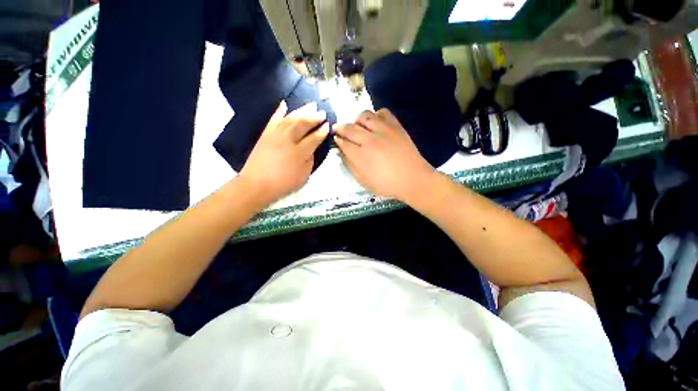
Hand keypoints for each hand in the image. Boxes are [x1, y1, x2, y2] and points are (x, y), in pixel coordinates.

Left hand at [239, 101, 328, 204]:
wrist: (257, 184)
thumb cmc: (283, 183)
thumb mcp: (304, 176)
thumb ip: (310, 160)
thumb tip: (311, 149)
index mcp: (300, 152)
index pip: (314, 138)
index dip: (322, 131)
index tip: (328, 125)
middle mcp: (288, 139)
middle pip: (303, 124)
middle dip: (314, 117)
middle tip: (322, 112)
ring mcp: (276, 135)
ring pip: (291, 118)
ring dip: (302, 110)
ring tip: (310, 105)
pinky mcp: (266, 134)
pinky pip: (273, 119)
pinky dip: (279, 111)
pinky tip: (284, 104)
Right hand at [333, 109, 434, 200]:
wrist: (413, 179)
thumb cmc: (387, 184)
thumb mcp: (364, 181)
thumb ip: (350, 166)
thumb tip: (341, 152)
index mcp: (361, 155)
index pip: (343, 143)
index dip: (337, 140)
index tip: (335, 138)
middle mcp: (370, 139)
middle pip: (350, 128)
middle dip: (340, 127)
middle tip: (338, 128)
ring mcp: (384, 130)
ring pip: (364, 116)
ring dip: (356, 119)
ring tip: (356, 125)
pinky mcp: (396, 126)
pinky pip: (382, 112)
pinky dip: (376, 115)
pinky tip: (375, 122)